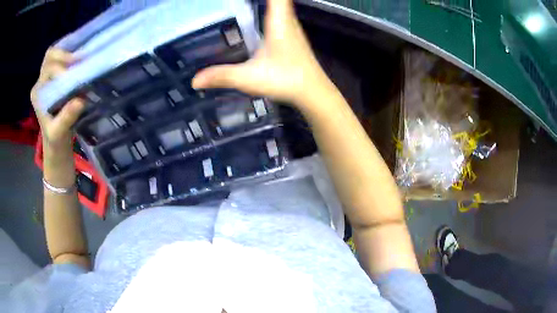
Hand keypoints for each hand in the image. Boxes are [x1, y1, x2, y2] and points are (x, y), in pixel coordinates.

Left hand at [30, 48, 85, 151]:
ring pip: (55, 53)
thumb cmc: (55, 138)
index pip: (49, 68)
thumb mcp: (59, 133)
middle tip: (81, 60)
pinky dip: (70, 55)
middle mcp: (40, 82)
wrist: (55, 140)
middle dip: (65, 54)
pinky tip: (80, 60)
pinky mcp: (53, 77)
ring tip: (82, 59)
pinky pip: (60, 58)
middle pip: (50, 55)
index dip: (63, 67)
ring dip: (68, 52)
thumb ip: (66, 118)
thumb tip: (80, 101)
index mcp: (38, 93)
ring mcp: (46, 78)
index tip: (77, 72)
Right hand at [192, 0, 335, 112]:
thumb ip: (222, 76)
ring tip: (244, 4)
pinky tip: (259, 17)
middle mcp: (288, 20)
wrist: (313, 93)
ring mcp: (293, 28)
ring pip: (282, 5)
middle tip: (235, 2)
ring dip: (268, 2)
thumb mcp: (249, 78)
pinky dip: (271, 9)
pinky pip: (282, 15)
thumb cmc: (285, 80)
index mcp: (279, 21)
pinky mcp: (294, 37)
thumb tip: (194, 81)